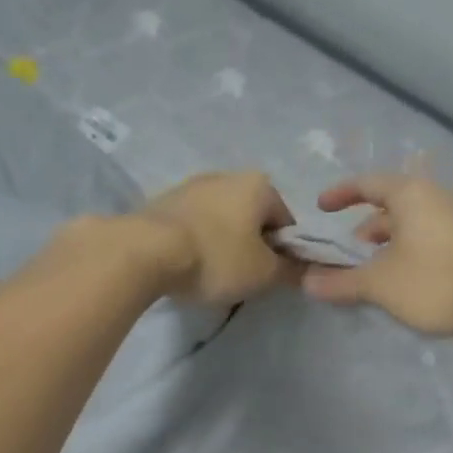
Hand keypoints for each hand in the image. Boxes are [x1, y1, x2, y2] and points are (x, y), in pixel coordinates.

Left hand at [135, 171, 298, 304]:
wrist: (146, 251)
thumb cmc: (217, 258)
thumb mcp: (264, 273)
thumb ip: (291, 271)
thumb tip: (306, 270)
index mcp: (259, 185)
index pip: (286, 221)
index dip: (285, 252)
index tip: (271, 276)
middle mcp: (226, 175)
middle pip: (252, 217)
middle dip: (252, 245)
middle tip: (243, 277)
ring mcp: (191, 185)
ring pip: (221, 219)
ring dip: (223, 243)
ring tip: (212, 274)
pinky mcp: (162, 201)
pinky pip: (193, 224)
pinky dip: (197, 242)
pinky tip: (188, 264)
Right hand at [299, 175, 452, 336]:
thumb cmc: (433, 281)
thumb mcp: (379, 283)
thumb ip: (341, 282)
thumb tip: (307, 283)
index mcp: (410, 194)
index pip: (367, 183)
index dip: (340, 194)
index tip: (321, 209)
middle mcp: (434, 197)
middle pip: (389, 204)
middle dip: (363, 227)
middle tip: (346, 253)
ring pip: (409, 223)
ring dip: (385, 243)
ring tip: (371, 270)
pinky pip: (426, 236)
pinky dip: (406, 250)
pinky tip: (401, 279)